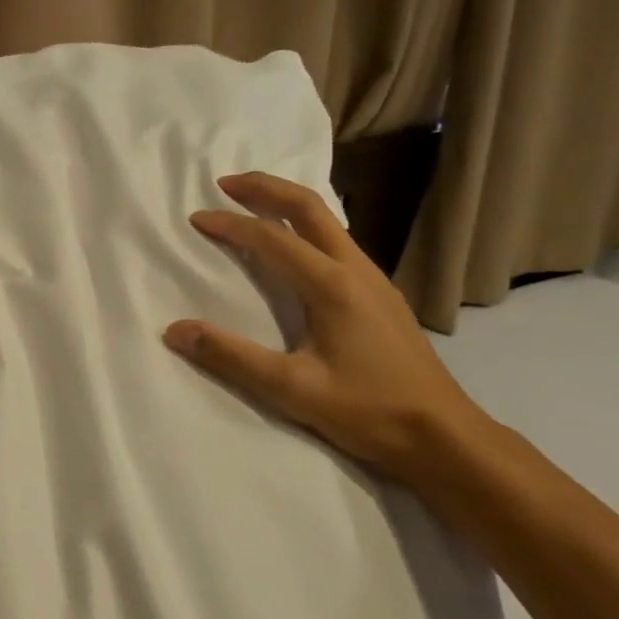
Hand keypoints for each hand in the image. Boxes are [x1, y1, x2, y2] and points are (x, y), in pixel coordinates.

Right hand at [163, 171, 489, 484]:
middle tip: (226, 182)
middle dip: (265, 188)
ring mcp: (375, 280)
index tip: (197, 218)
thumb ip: (231, 357)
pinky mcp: (382, 296)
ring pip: (328, 222)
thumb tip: (175, 330)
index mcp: (333, 285)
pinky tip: (296, 247)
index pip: (272, 238)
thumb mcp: (292, 389)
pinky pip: (338, 242)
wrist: (444, 436)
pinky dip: (306, 226)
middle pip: (309, 208)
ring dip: (287, 203)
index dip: (231, 224)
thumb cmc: (368, 411)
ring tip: (254, 204)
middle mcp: (356, 270)